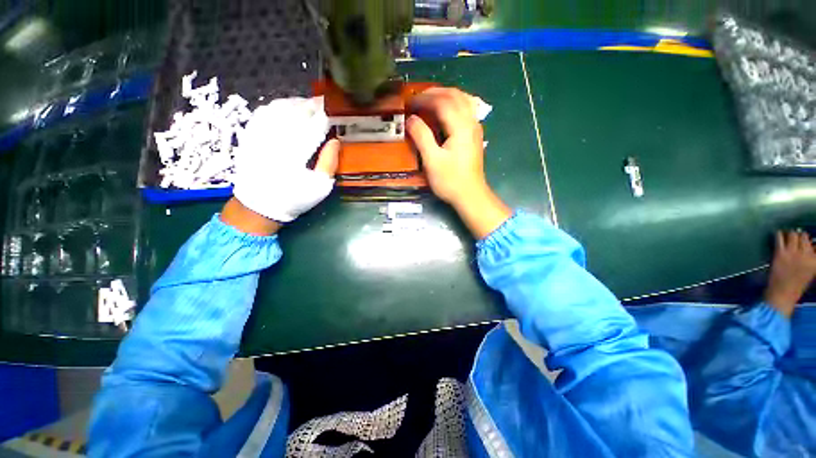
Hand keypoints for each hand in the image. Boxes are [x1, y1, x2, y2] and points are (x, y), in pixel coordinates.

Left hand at [229, 97, 339, 231]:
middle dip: (312, 105)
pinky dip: (276, 105)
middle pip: (297, 113)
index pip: (315, 126)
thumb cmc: (294, 198)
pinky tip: (285, 106)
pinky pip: (263, 112)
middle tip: (324, 102)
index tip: (334, 110)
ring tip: (307, 103)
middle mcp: (278, 139)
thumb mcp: (319, 187)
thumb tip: (336, 141)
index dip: (326, 116)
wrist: (258, 205)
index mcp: (297, 153)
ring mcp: (261, 134)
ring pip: (279, 108)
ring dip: (295, 102)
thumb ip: (329, 163)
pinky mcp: (250, 134)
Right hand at [407, 88, 510, 238]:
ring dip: (446, 95)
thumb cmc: (450, 180)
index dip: (424, 99)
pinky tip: (446, 110)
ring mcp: (475, 128)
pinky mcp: (475, 135)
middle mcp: (471, 122)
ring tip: (430, 100)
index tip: (409, 103)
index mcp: (461, 127)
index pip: (442, 102)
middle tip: (417, 98)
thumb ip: (421, 136)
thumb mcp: (432, 160)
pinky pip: (467, 109)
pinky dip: (454, 103)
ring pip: (464, 100)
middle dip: (435, 92)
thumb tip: (411, 119)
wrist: (470, 195)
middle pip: (455, 95)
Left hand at [764, 230, 815, 316]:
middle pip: (804, 236)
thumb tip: (812, 246)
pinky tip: (778, 235)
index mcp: (815, 260)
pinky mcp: (781, 253)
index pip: (814, 243)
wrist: (783, 294)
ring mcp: (793, 253)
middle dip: (799, 236)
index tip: (805, 242)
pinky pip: (779, 238)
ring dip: (790, 234)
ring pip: (793, 234)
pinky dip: (778, 234)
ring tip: (787, 236)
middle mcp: (806, 254)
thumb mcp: (811, 271)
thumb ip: (812, 258)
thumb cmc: (796, 284)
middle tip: (795, 238)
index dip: (809, 241)